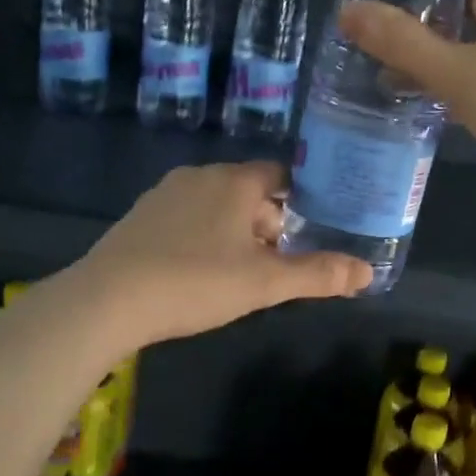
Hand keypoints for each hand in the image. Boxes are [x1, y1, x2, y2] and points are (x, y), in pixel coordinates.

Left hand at [69, 162, 372, 346]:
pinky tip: (199, 272)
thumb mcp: (264, 283)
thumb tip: (368, 271)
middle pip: (248, 191)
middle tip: (281, 261)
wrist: (108, 300)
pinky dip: (202, 237)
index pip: (280, 175)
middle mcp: (199, 176)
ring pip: (215, 206)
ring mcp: (164, 195)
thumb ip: (317, 275)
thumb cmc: (196, 281)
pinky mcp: (139, 218)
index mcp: (234, 181)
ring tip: (244, 272)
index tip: (314, 226)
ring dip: (235, 231)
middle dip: (269, 222)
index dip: (301, 199)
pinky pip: (186, 219)